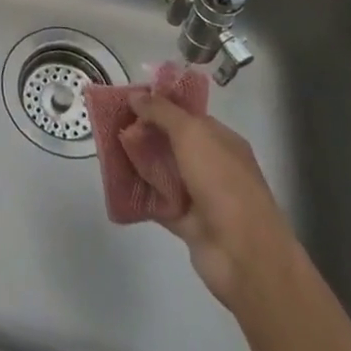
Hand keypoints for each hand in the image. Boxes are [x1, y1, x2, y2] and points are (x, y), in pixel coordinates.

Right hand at [131, 92, 297, 308]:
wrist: (243, 255)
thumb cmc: (222, 183)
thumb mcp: (191, 134)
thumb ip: (162, 112)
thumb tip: (135, 95)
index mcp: (221, 140)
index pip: (186, 115)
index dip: (158, 105)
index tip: (127, 101)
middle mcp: (212, 165)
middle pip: (171, 142)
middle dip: (143, 133)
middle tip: (111, 125)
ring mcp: (200, 195)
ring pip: (162, 171)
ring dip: (138, 162)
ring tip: (107, 150)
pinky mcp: (186, 222)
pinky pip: (157, 201)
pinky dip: (139, 194)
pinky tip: (115, 182)